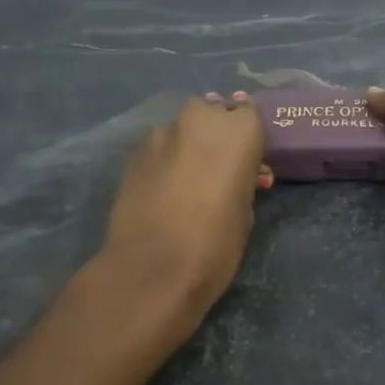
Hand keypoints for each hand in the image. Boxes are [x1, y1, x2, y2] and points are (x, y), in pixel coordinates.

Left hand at [98, 93, 268, 329]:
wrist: (152, 270)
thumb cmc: (215, 245)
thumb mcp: (246, 212)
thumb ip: (242, 181)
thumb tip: (235, 176)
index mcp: (238, 131)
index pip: (249, 115)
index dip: (249, 140)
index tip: (250, 163)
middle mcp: (199, 119)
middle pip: (213, 114)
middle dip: (218, 135)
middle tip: (222, 170)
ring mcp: (161, 134)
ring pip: (183, 130)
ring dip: (190, 147)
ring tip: (192, 182)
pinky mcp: (133, 154)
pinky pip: (160, 148)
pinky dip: (167, 161)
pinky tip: (167, 191)